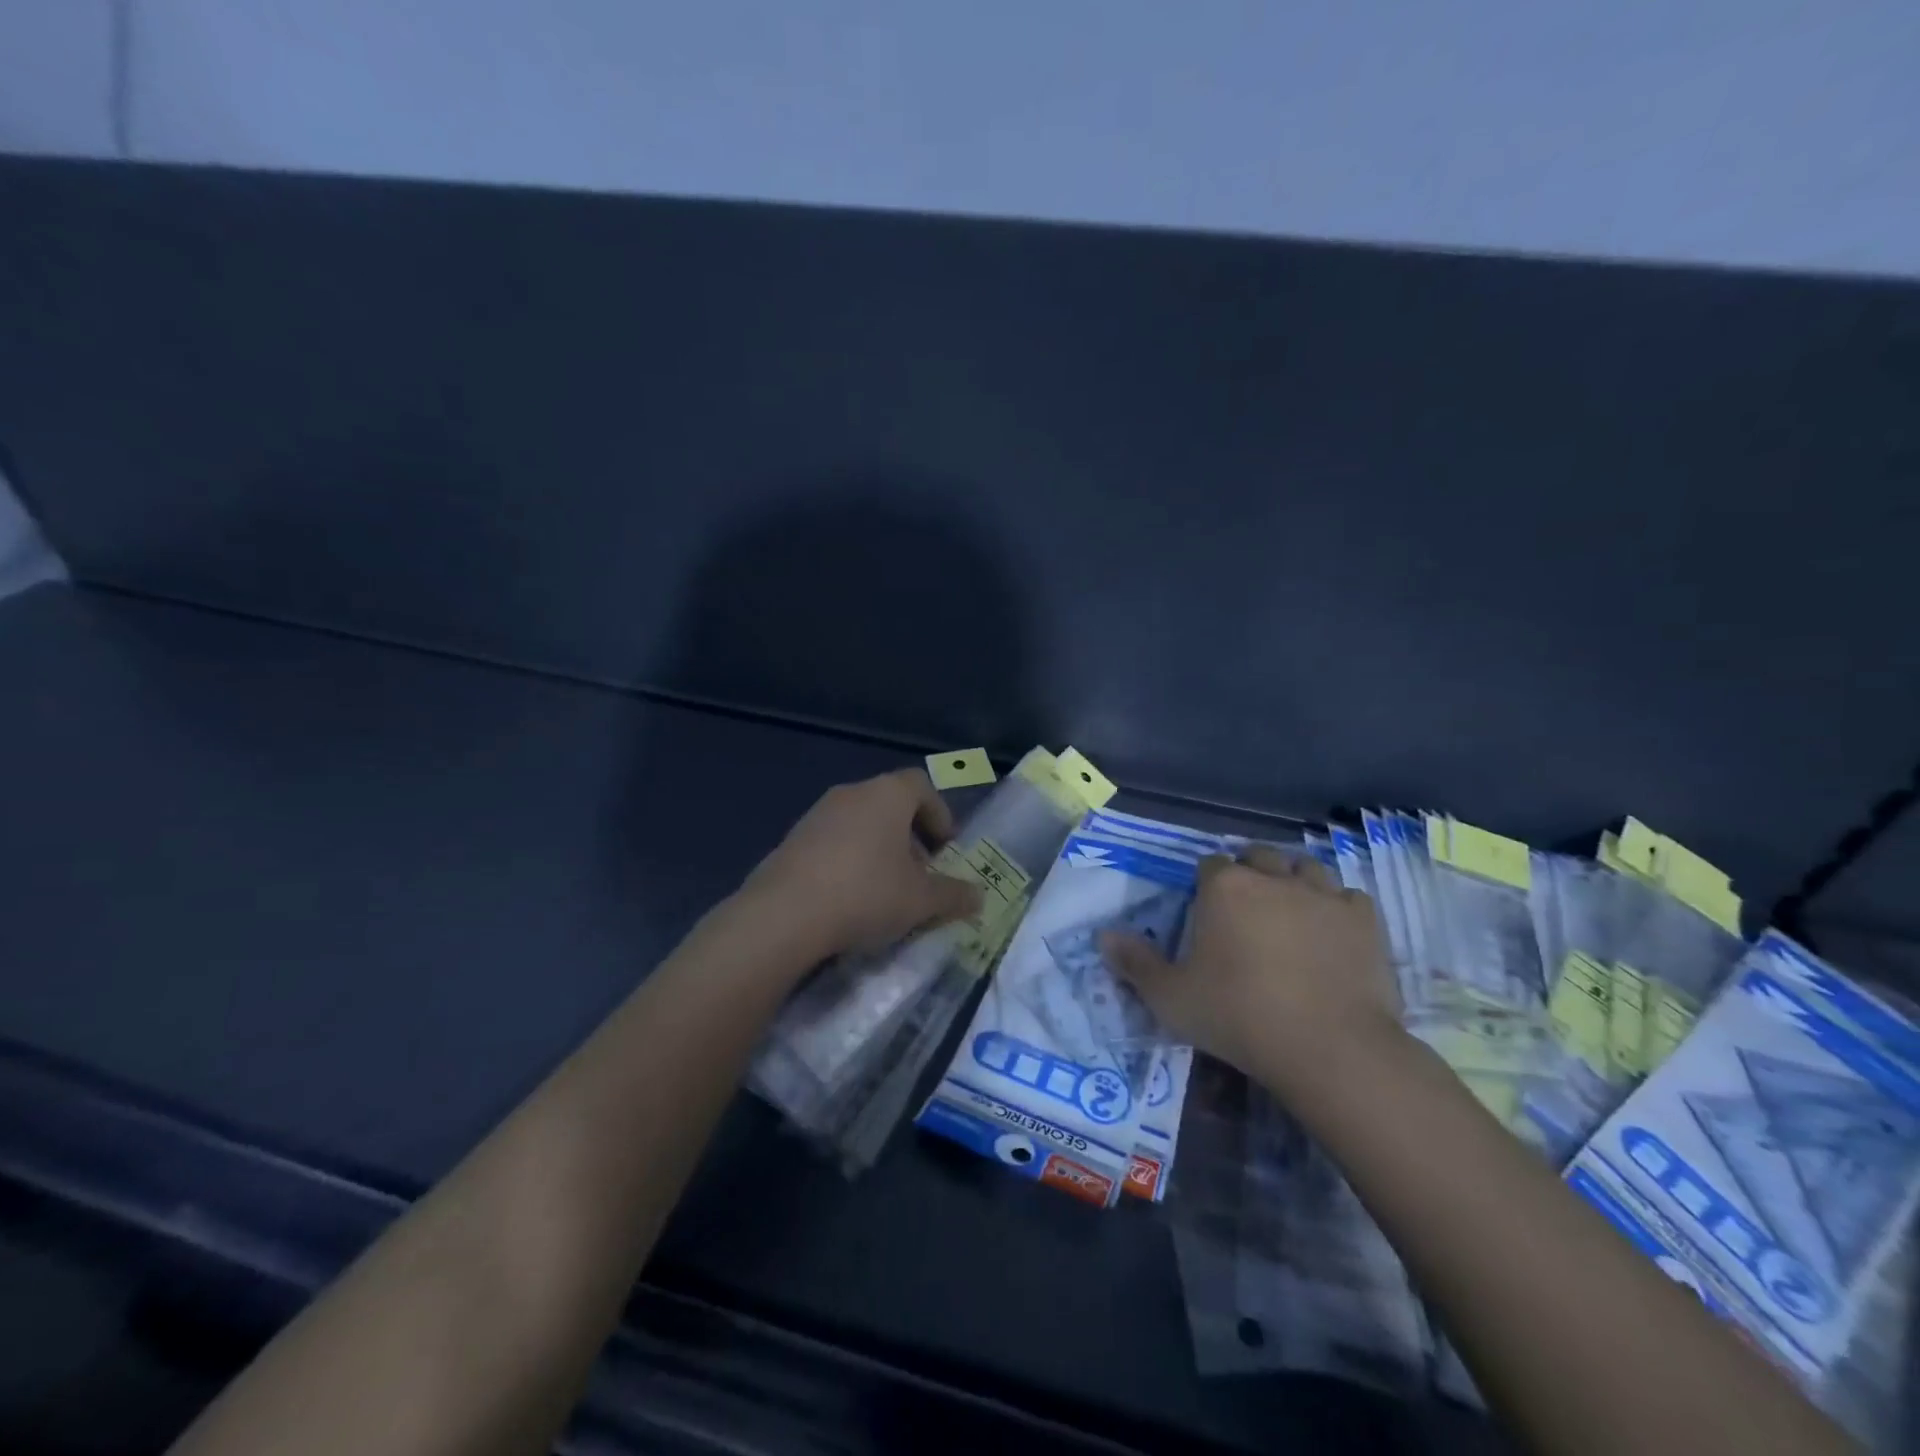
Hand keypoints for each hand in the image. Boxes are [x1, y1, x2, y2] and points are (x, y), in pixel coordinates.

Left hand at [740, 768, 983, 960]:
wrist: (784, 914)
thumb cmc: (866, 894)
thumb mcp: (921, 901)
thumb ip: (954, 895)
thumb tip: (979, 897)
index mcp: (887, 794)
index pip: (922, 785)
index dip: (940, 814)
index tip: (946, 850)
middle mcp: (852, 793)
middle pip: (891, 803)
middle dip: (912, 837)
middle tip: (921, 874)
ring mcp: (818, 814)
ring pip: (861, 822)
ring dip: (880, 849)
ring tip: (887, 890)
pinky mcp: (793, 839)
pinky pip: (834, 840)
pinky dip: (850, 859)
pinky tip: (850, 897)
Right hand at [1100, 846, 1399, 1093]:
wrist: (1329, 1048)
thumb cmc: (1238, 1016)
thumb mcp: (1171, 997)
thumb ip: (1135, 963)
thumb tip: (1104, 936)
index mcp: (1225, 887)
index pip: (1210, 864)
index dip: (1206, 883)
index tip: (1206, 911)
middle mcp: (1274, 877)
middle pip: (1258, 857)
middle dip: (1250, 873)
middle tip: (1245, 910)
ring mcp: (1324, 894)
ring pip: (1306, 868)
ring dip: (1294, 881)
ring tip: (1289, 911)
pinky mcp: (1364, 920)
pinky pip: (1347, 897)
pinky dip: (1336, 907)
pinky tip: (1331, 932)